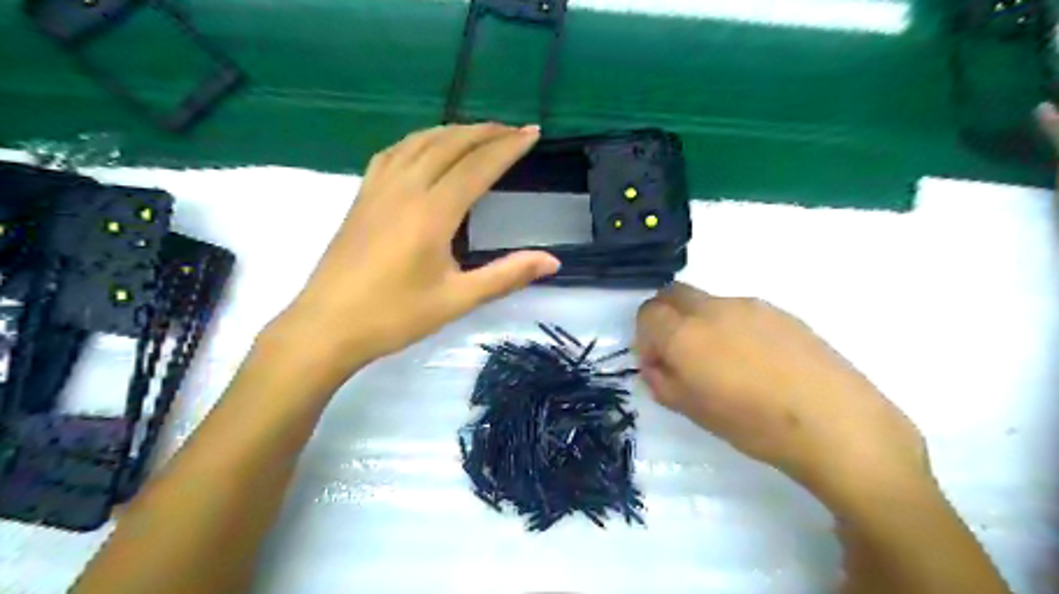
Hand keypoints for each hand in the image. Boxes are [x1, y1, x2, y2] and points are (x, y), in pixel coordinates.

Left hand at [269, 123, 561, 376]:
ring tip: (477, 132)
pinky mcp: (361, 197)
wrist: (326, 327)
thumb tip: (552, 261)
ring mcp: (378, 189)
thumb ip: (506, 276)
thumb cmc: (394, 316)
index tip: (532, 133)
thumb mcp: (457, 299)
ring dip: (452, 131)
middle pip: (449, 144)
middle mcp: (405, 189)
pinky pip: (393, 153)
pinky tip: (424, 147)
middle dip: (485, 131)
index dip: (507, 147)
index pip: (477, 166)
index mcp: (432, 213)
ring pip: (419, 142)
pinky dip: (418, 140)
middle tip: (513, 129)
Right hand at [637, 285, 928, 508]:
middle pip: (672, 294)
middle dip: (666, 319)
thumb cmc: (753, 423)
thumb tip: (657, 366)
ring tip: (724, 362)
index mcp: (685, 333)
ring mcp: (748, 305)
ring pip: (706, 302)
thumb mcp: (693, 411)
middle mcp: (711, 308)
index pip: (647, 313)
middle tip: (680, 354)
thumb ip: (662, 382)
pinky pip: (738, 310)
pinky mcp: (778, 310)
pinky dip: (730, 326)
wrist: (834, 421)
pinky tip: (756, 360)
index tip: (659, 364)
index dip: (645, 338)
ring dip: (699, 323)